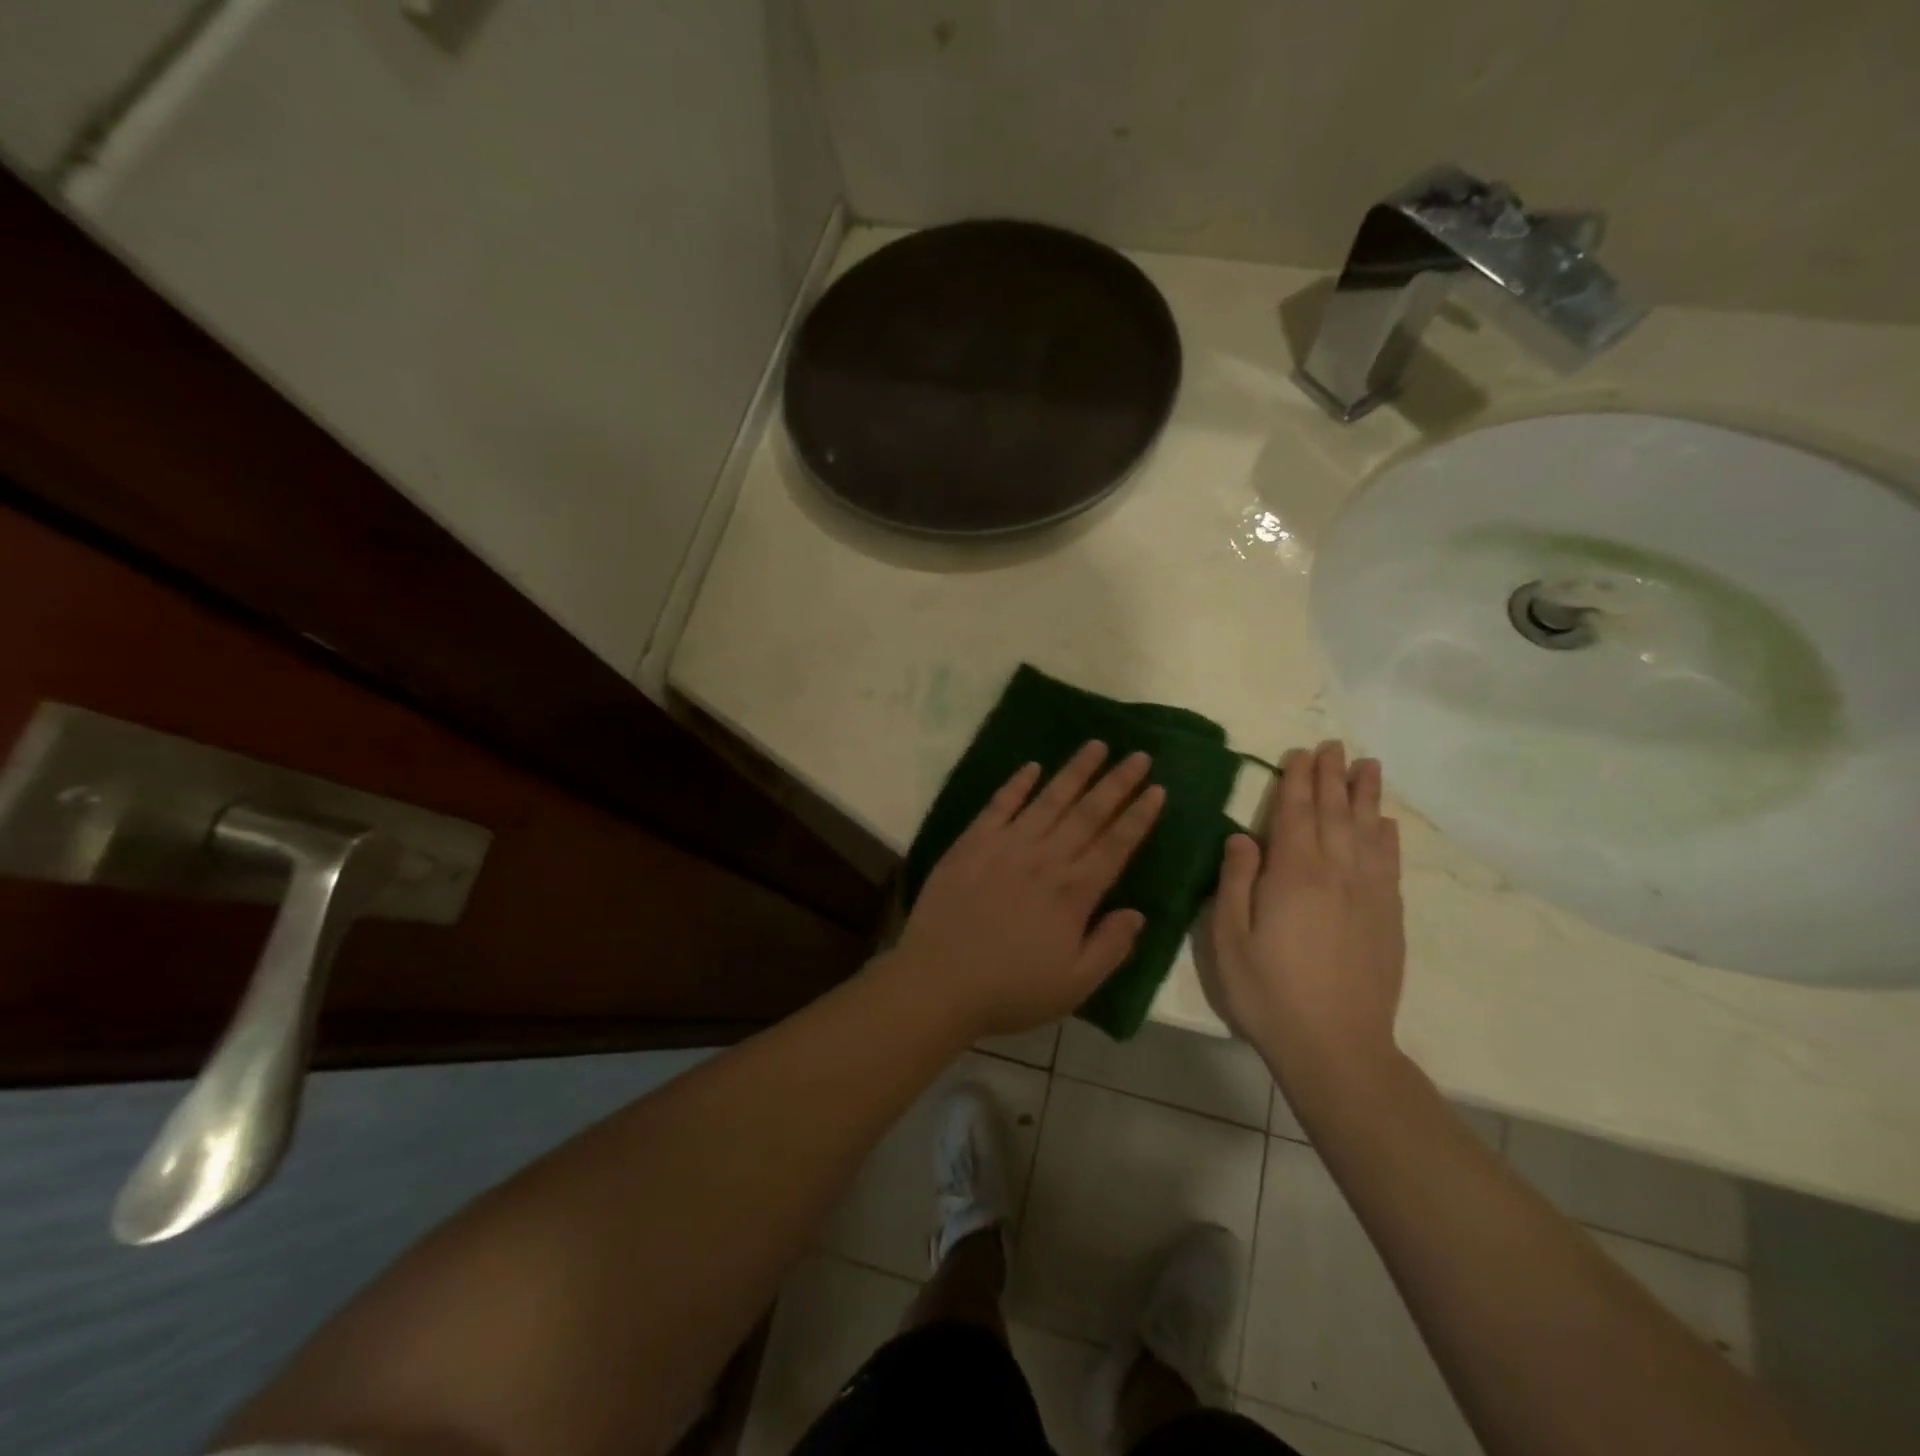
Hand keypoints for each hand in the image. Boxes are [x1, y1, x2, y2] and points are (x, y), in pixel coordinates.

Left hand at [886, 742, 1164, 1040]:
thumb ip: (1111, 946)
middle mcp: (1045, 858)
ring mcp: (1006, 845)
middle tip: (1140, 755)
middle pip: (1089, 812)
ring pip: (1049, 799)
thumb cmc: (1010, 989)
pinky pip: (999, 805)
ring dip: (1075, 771)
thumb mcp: (1074, 985)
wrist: (938, 981)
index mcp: (1074, 892)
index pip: (1116, 844)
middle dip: (1117, 782)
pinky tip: (1032, 767)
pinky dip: (1017, 784)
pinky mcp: (972, 842)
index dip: (1140, 816)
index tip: (1158, 789)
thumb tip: (1138, 913)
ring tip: (1097, 745)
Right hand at [1203, 740, 1404, 1071]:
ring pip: (1368, 832)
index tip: (1302, 752)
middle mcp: (1336, 874)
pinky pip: (1389, 865)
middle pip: (1335, 814)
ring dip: (1366, 796)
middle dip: (1332, 776)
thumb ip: (1236, 881)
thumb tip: (1242, 836)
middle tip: (1334, 745)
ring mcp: (1368, 895)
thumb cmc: (1268, 991)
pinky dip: (1387, 838)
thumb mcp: (1230, 938)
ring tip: (1368, 766)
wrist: (1336, 1045)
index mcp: (1293, 875)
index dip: (1298, 780)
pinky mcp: (1387, 918)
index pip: (1296, 814)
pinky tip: (1386, 824)